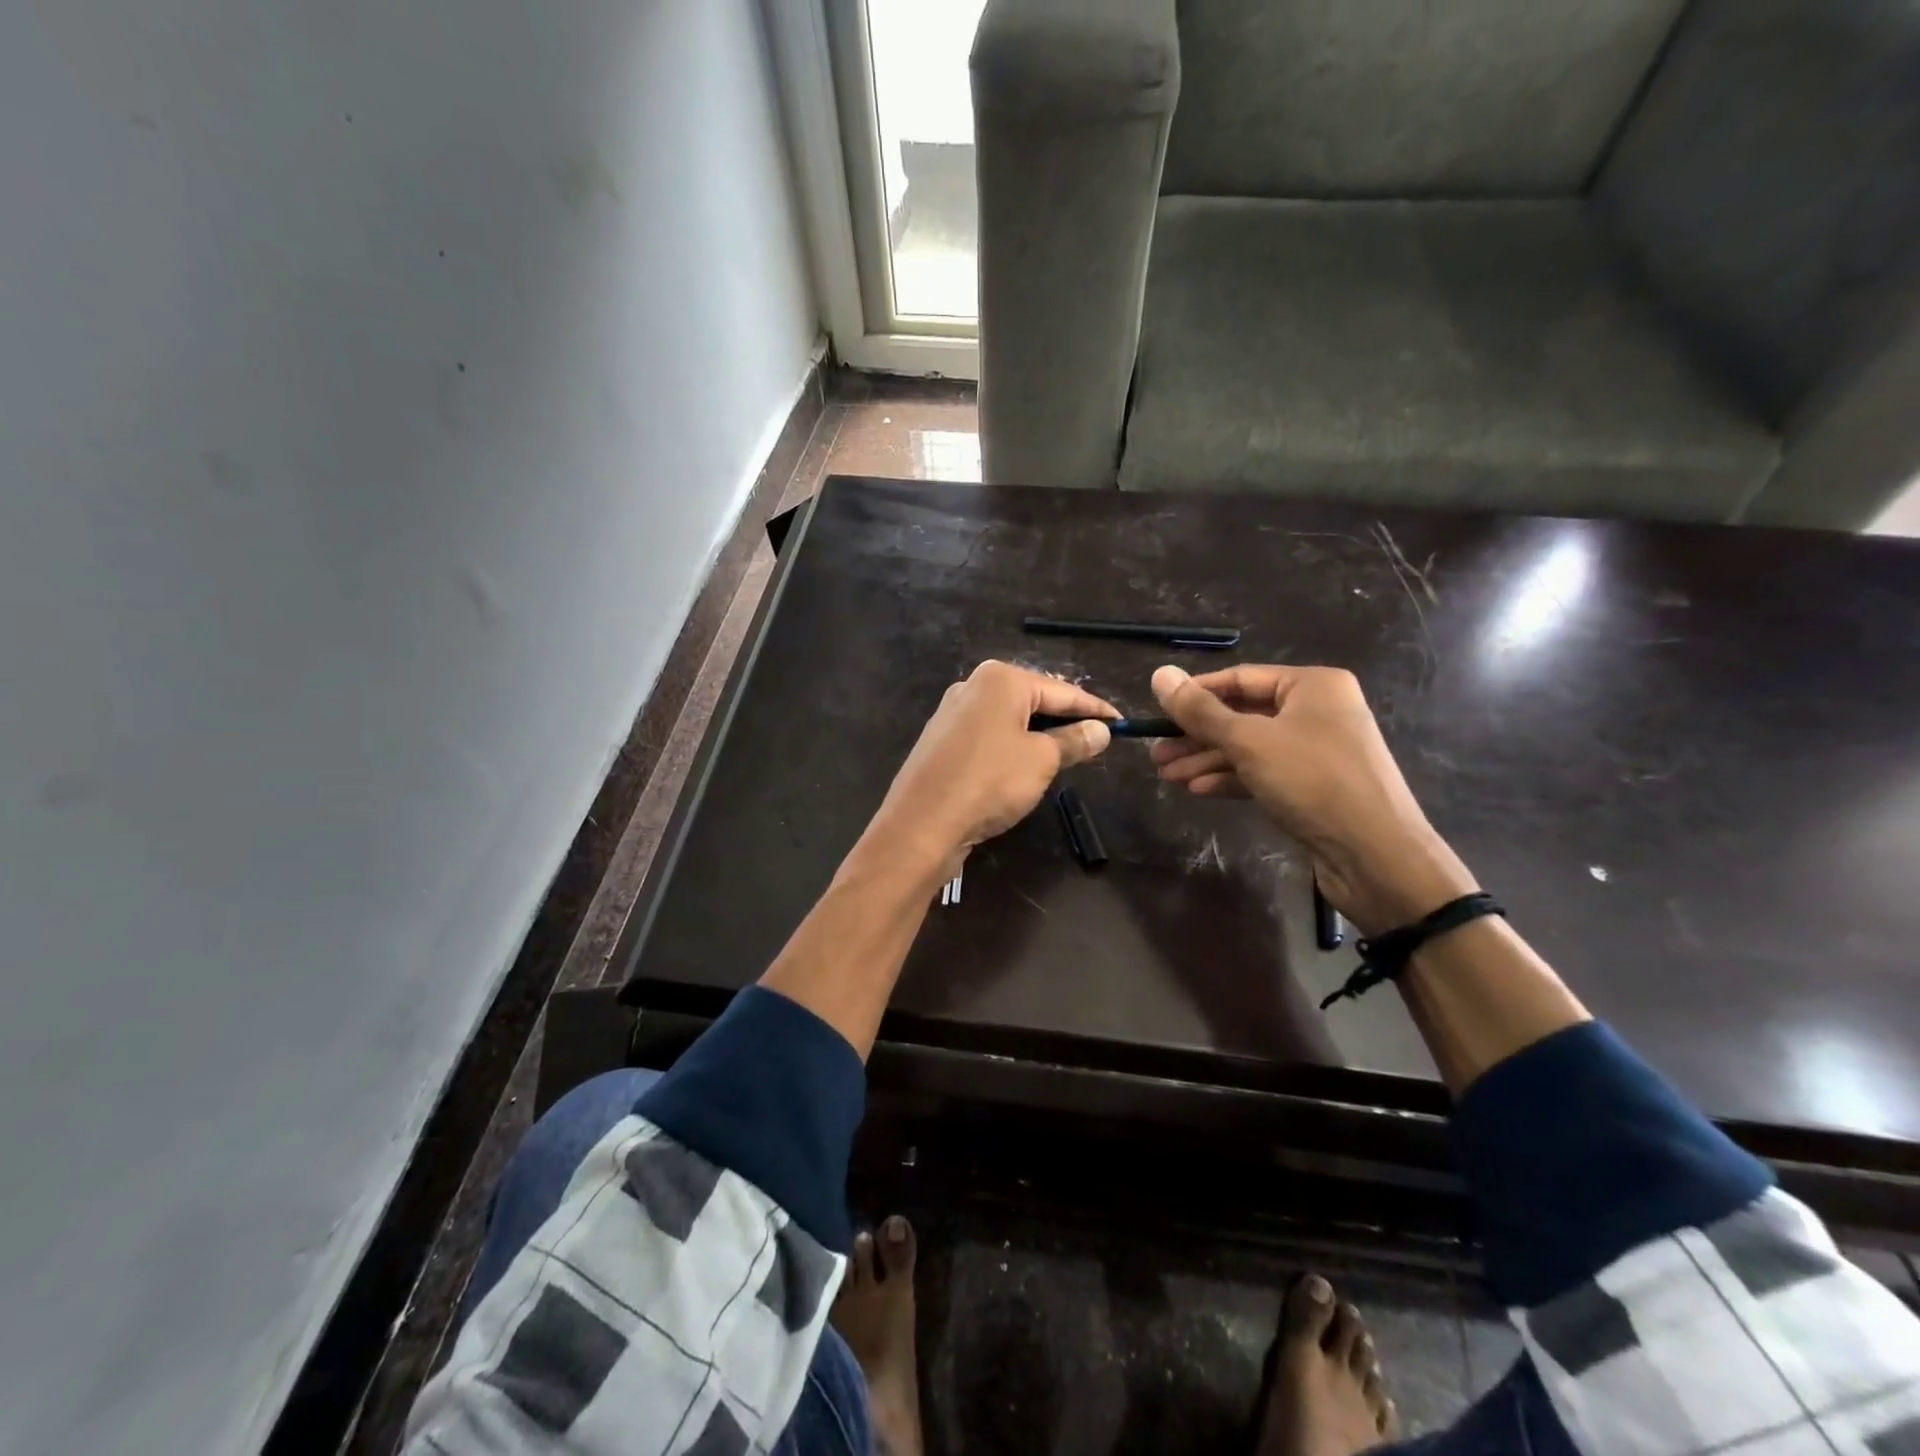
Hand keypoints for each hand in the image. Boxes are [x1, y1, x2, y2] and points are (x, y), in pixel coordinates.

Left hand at [871, 661, 1115, 866]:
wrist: (922, 822)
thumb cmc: (990, 781)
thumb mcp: (1042, 760)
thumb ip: (1074, 740)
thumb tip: (1102, 730)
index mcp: (1000, 679)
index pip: (1061, 691)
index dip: (1094, 709)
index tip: (1122, 722)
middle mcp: (973, 686)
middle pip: (1033, 699)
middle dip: (1064, 718)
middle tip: (1097, 738)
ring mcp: (952, 713)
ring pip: (1009, 719)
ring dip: (1038, 734)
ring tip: (1066, 753)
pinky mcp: (941, 740)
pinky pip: (988, 736)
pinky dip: (1011, 746)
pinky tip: (1023, 766)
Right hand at [1148, 664, 1476, 934]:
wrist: (1375, 856)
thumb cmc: (1313, 782)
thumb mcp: (1248, 741)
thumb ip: (1200, 711)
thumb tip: (1159, 674)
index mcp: (1312, 686)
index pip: (1240, 678)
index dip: (1195, 694)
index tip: (1157, 711)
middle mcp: (1317, 711)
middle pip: (1242, 715)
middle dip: (1197, 735)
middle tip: (1155, 752)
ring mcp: (1316, 751)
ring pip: (1249, 747)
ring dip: (1206, 759)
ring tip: (1165, 775)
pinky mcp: (1312, 786)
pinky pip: (1262, 772)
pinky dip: (1230, 778)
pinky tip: (1196, 788)